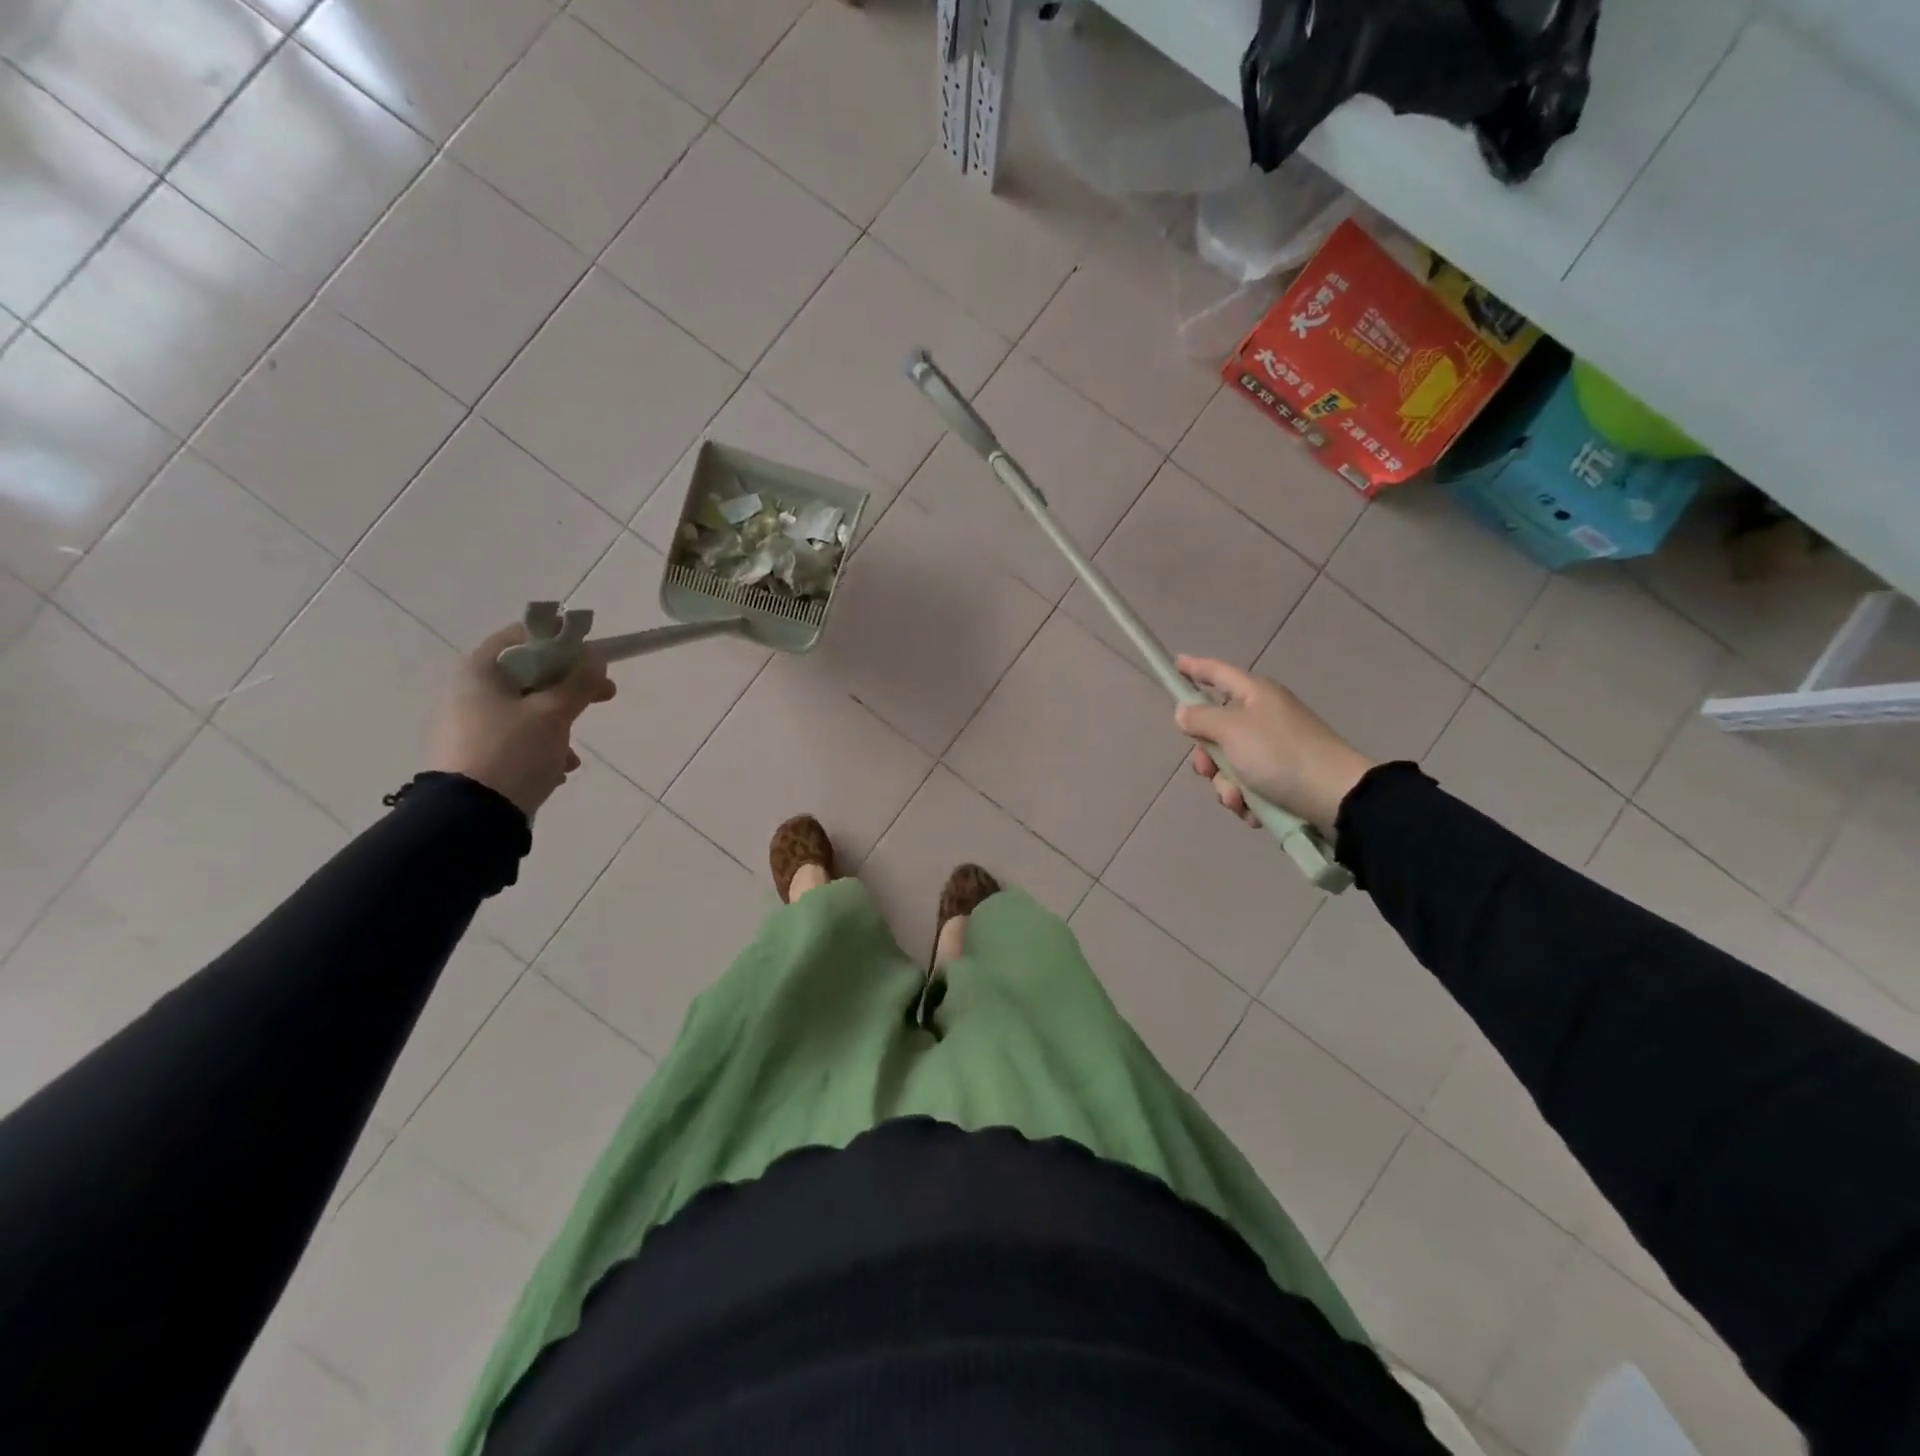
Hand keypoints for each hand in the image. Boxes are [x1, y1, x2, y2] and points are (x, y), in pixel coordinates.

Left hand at [427, 623, 615, 816]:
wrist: (470, 817)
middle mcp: (467, 691)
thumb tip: (595, 658)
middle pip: (529, 675)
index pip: (522, 637)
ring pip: (526, 710)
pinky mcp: (474, 754)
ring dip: (559, 723)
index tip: (592, 658)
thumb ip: (578, 682)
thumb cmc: (512, 751)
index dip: (561, 642)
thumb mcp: (554, 713)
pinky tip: (558, 769)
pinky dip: (542, 747)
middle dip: (570, 687)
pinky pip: (516, 739)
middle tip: (605, 696)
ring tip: (574, 752)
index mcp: (479, 671)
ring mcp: (468, 724)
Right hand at [1172, 655, 1373, 834]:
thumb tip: (1183, 712)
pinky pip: (1249, 786)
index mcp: (1255, 695)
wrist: (1337, 798)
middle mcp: (1264, 717)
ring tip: (1239, 799)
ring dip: (1227, 785)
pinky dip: (1247, 799)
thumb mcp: (1232, 731)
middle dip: (1207, 755)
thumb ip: (1201, 719)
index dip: (1194, 668)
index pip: (1217, 673)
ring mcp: (1275, 749)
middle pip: (1217, 729)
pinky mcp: (1284, 778)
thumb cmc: (1280, 755)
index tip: (1175, 663)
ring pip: (1230, 763)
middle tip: (1207, 769)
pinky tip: (1255, 811)